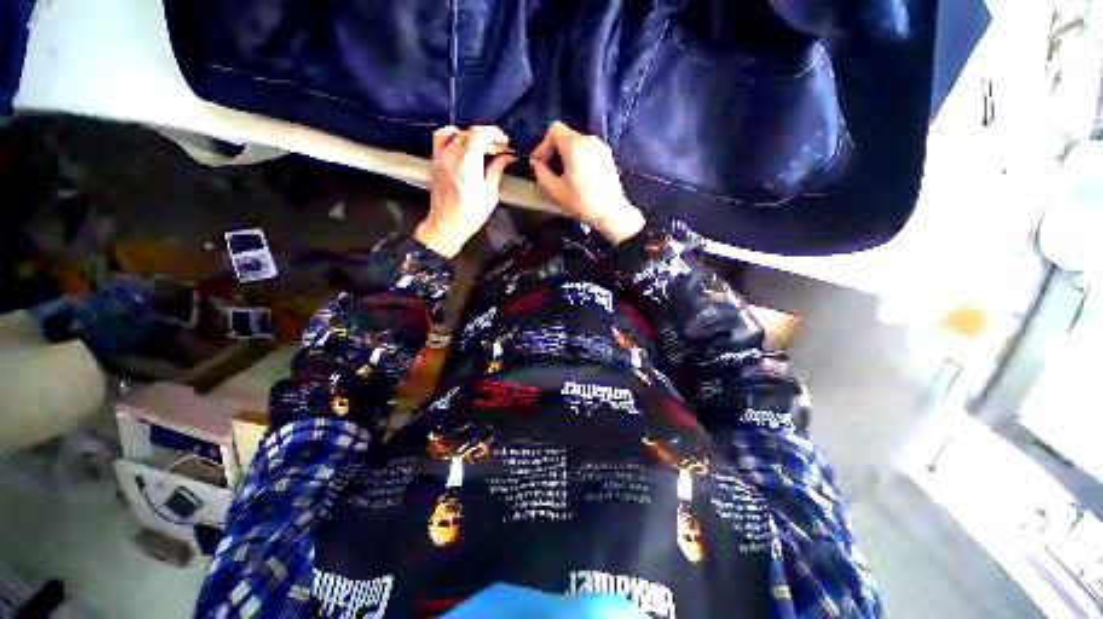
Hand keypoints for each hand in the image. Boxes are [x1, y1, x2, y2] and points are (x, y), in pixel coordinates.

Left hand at [416, 125, 515, 257]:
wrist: (446, 225)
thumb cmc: (471, 214)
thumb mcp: (490, 194)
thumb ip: (496, 171)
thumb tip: (507, 157)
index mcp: (467, 164)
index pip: (479, 134)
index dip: (494, 133)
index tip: (505, 142)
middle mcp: (451, 156)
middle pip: (469, 133)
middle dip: (488, 138)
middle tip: (499, 150)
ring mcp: (440, 157)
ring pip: (456, 133)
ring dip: (471, 135)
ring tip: (481, 146)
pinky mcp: (435, 161)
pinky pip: (441, 138)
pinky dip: (453, 135)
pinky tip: (462, 143)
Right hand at [529, 122, 644, 243]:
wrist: (611, 212)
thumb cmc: (581, 201)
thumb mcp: (555, 191)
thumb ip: (541, 174)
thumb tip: (535, 163)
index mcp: (574, 144)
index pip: (554, 130)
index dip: (543, 145)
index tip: (540, 164)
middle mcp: (589, 139)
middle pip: (565, 136)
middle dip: (554, 151)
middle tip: (548, 171)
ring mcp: (601, 147)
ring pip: (577, 144)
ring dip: (566, 156)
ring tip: (562, 176)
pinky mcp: (607, 157)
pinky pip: (587, 151)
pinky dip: (578, 159)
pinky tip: (577, 177)